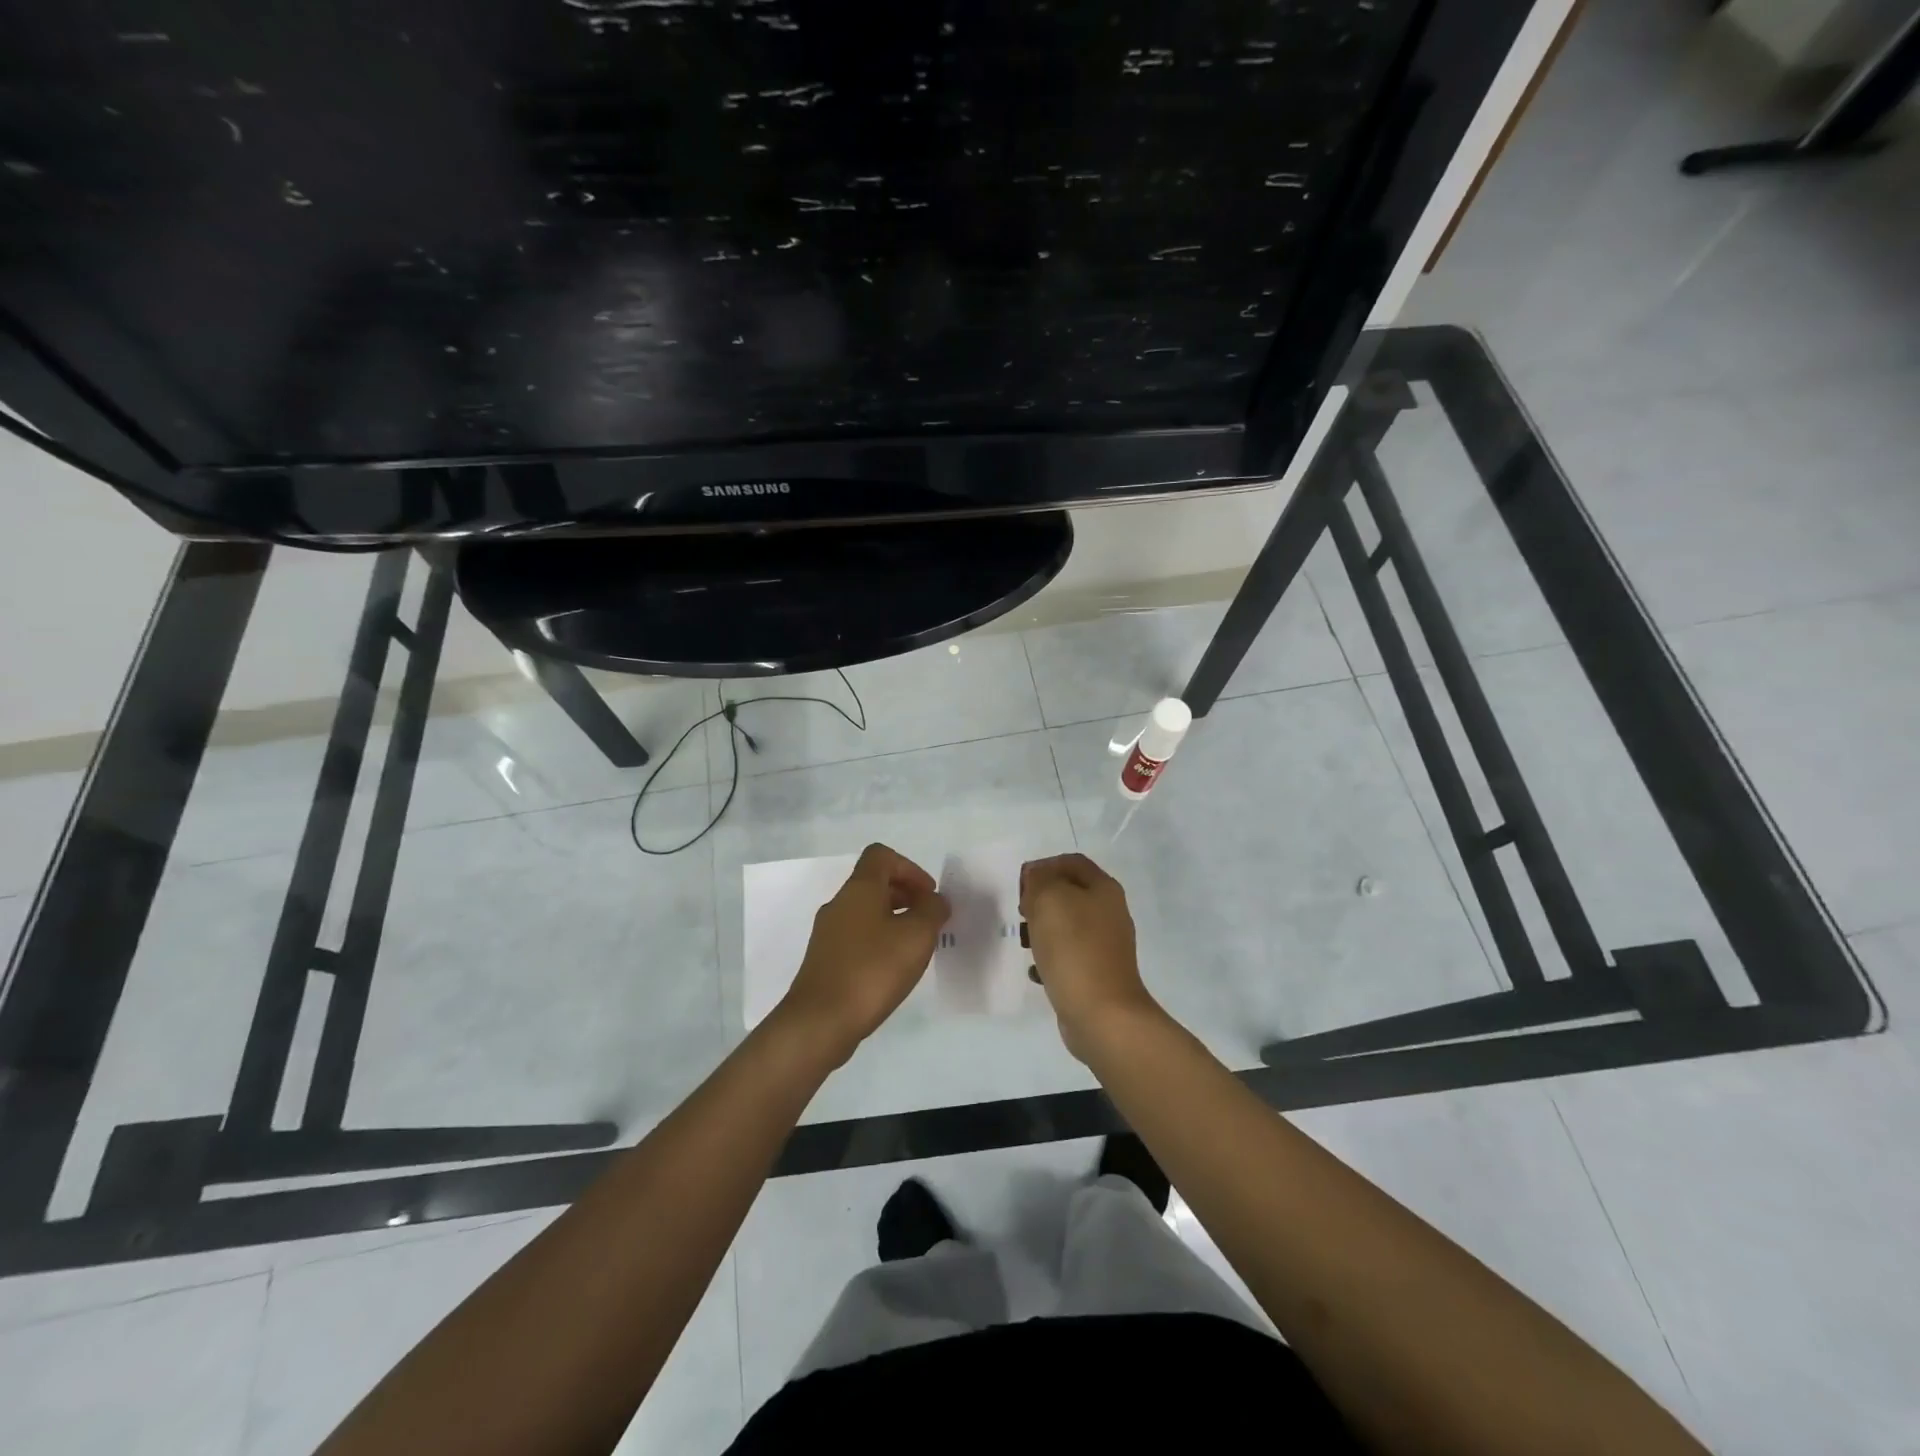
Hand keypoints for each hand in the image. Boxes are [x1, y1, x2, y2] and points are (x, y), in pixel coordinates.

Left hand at [777, 843, 949, 1061]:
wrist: (820, 1021)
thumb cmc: (873, 969)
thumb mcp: (917, 936)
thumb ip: (932, 911)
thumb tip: (934, 901)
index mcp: (859, 889)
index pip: (881, 856)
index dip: (910, 868)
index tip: (928, 895)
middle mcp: (839, 904)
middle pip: (874, 883)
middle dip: (906, 895)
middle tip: (928, 921)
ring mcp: (827, 933)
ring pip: (865, 912)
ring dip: (893, 920)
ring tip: (914, 948)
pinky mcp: (824, 960)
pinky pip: (856, 937)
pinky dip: (878, 942)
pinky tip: (892, 970)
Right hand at [1020, 853, 1161, 1061]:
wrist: (1102, 1014)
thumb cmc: (1073, 948)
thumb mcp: (1049, 899)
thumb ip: (1039, 880)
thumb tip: (1037, 878)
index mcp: (1103, 889)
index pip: (1071, 862)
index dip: (1043, 866)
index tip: (1020, 886)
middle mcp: (1109, 912)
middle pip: (1069, 893)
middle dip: (1040, 899)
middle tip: (1021, 914)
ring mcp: (1105, 945)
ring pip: (1067, 925)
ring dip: (1041, 930)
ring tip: (1024, 944)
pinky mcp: (1097, 973)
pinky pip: (1068, 956)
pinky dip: (1049, 959)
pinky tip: (1036, 972)